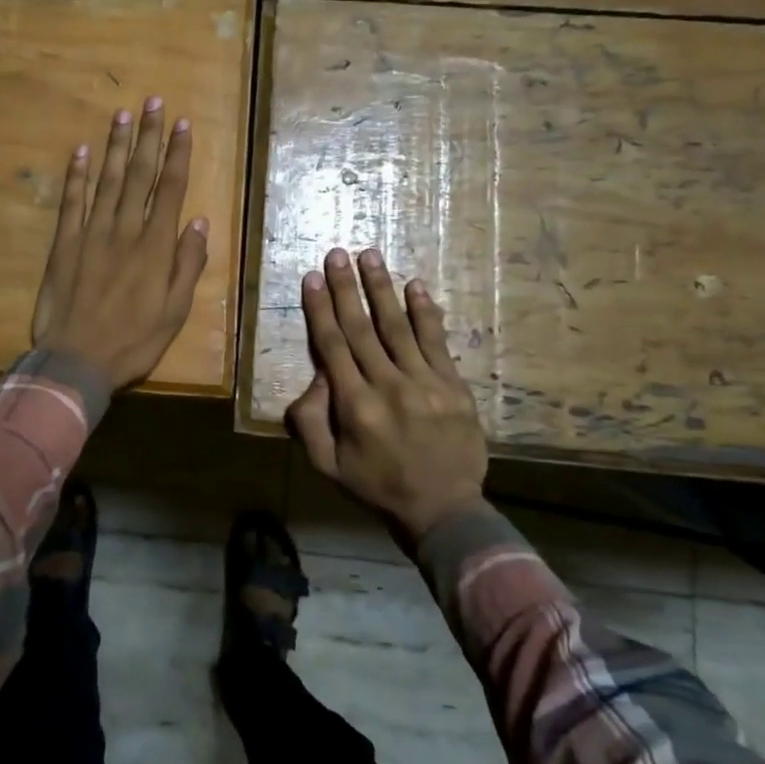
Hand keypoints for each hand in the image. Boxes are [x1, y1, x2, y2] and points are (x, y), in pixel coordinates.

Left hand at [31, 99, 208, 390]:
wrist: (76, 360)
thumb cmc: (133, 341)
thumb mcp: (175, 311)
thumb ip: (187, 264)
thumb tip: (198, 221)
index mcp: (155, 247)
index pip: (170, 189)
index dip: (177, 154)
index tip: (183, 124)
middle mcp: (124, 231)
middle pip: (140, 175)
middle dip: (149, 136)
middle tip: (154, 102)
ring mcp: (91, 234)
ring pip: (107, 180)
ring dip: (116, 146)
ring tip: (123, 115)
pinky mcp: (64, 244)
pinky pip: (71, 202)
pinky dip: (76, 175)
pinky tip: (80, 151)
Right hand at [287, 248, 487, 547]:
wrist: (443, 509)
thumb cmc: (377, 486)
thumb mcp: (327, 465)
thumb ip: (311, 421)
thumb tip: (317, 377)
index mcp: (355, 406)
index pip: (333, 346)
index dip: (321, 309)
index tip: (313, 278)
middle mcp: (388, 386)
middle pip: (362, 328)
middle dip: (347, 288)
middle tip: (337, 253)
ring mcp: (425, 383)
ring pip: (398, 327)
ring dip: (382, 289)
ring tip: (370, 256)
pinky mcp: (453, 386)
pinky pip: (436, 342)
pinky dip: (425, 312)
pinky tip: (415, 286)